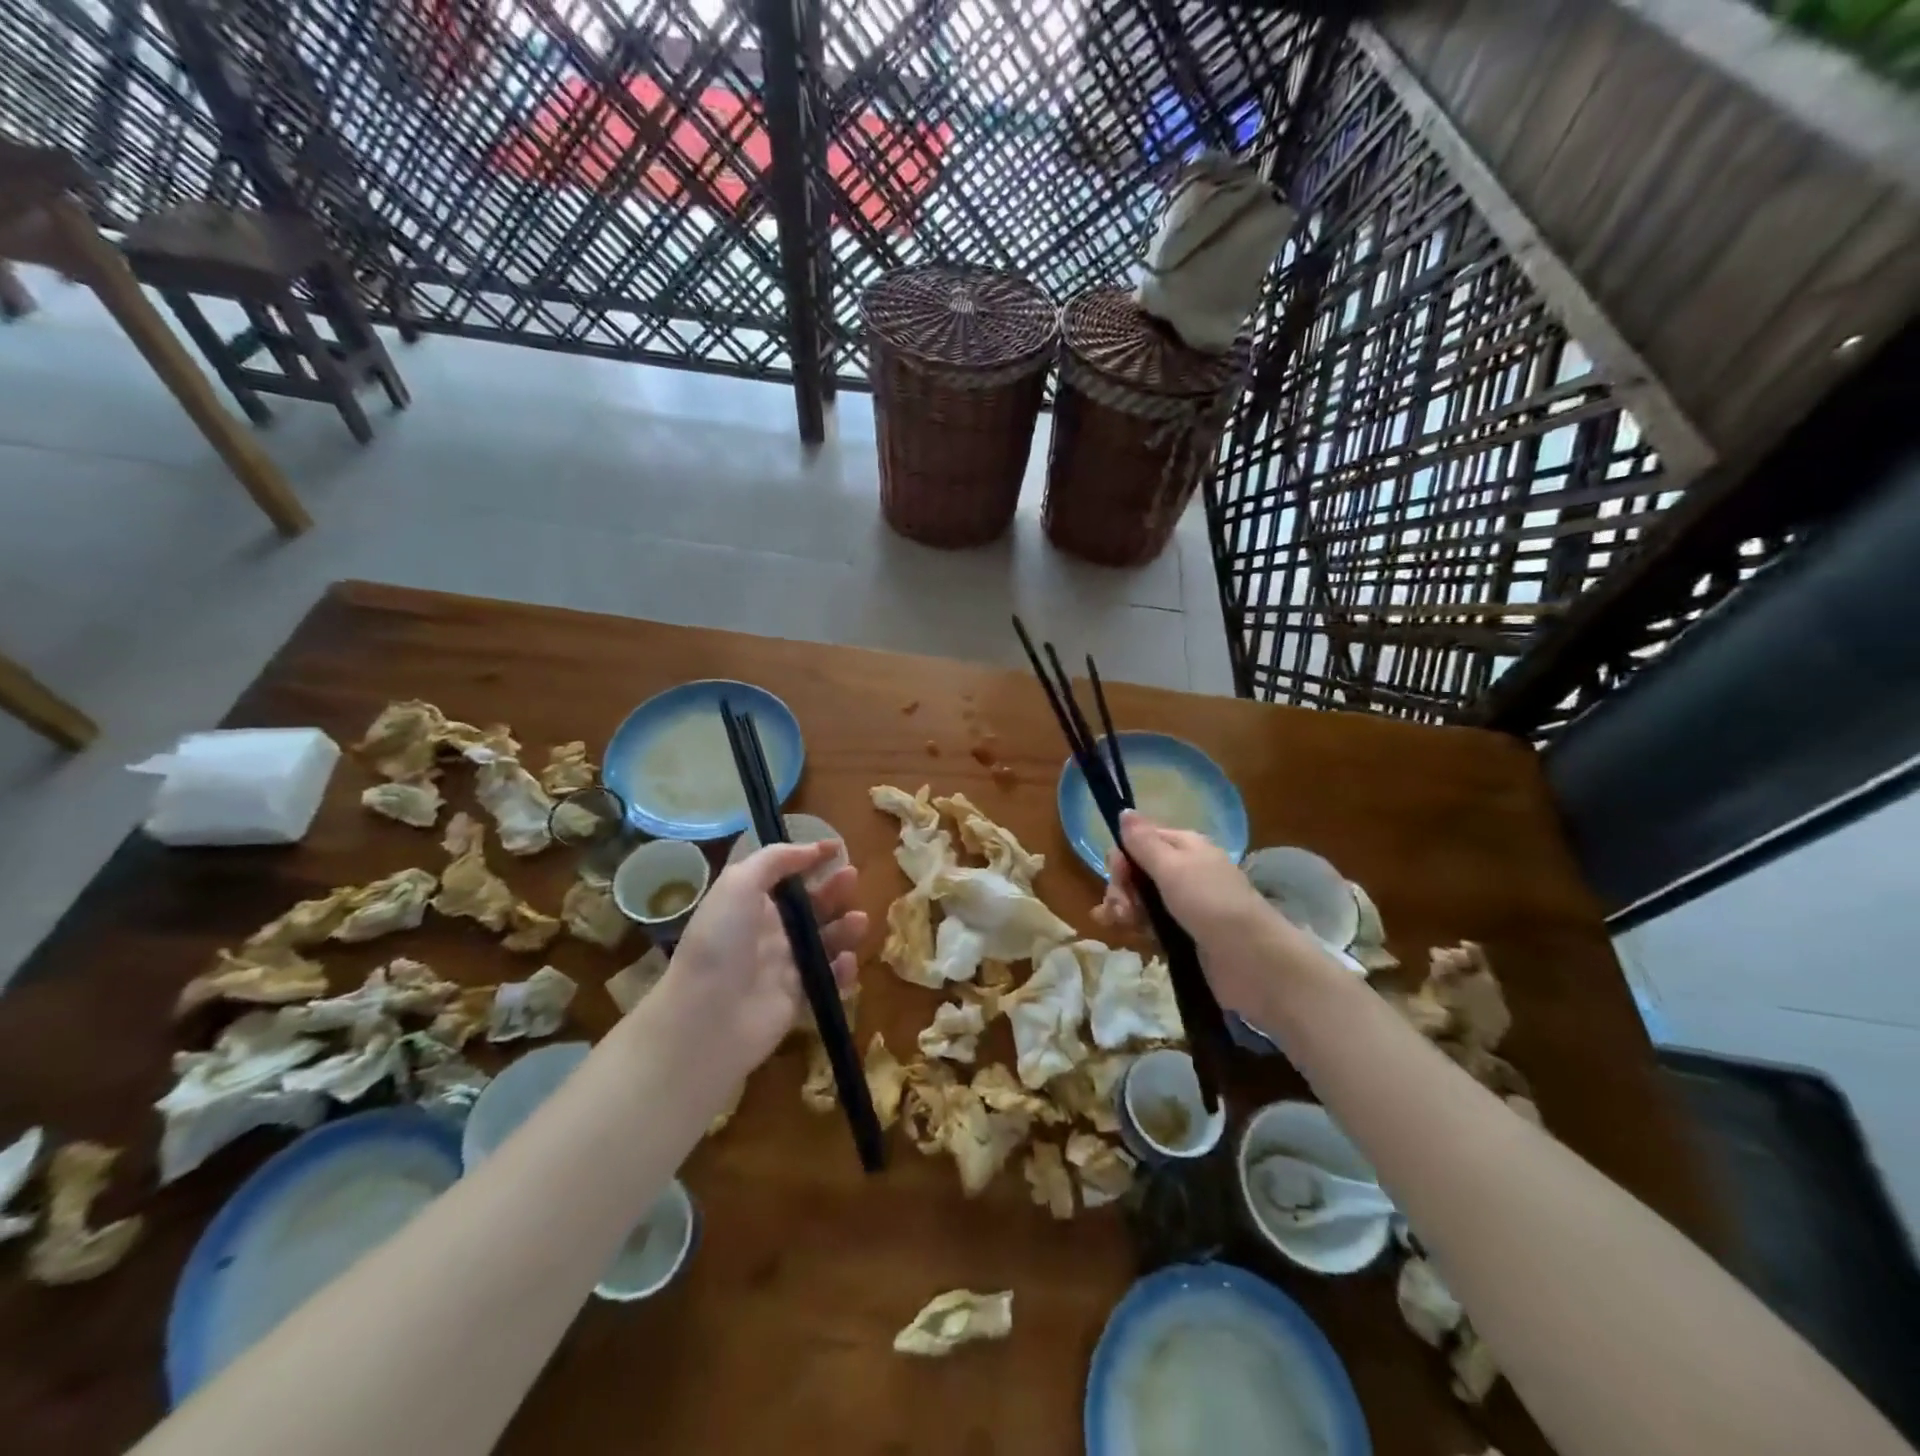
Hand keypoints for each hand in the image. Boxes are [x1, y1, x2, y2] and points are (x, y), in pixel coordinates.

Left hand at [656, 841, 866, 1075]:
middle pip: (811, 906)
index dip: (810, 859)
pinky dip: (842, 970)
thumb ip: (775, 859)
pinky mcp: (799, 997)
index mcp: (751, 903)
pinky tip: (847, 962)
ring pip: (825, 941)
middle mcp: (769, 932)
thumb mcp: (739, 883)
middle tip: (852, 878)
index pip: (786, 875)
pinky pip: (828, 978)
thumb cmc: (721, 943)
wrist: (707, 1019)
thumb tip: (812, 848)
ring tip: (859, 921)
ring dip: (845, 928)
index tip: (837, 849)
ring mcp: (785, 966)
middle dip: (834, 890)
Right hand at [1093, 810, 1301, 1020]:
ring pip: (1141, 899)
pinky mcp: (1184, 933)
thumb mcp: (1172, 867)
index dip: (1123, 855)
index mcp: (1185, 846)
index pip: (1141, 840)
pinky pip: (1151, 923)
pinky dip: (1139, 927)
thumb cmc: (1210, 903)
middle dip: (1121, 887)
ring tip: (1125, 925)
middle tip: (1122, 908)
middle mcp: (1184, 870)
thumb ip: (1143, 842)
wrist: (1251, 959)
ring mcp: (1184, 903)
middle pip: (1137, 871)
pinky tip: (1133, 937)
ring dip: (1126, 909)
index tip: (1118, 874)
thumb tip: (1124, 810)